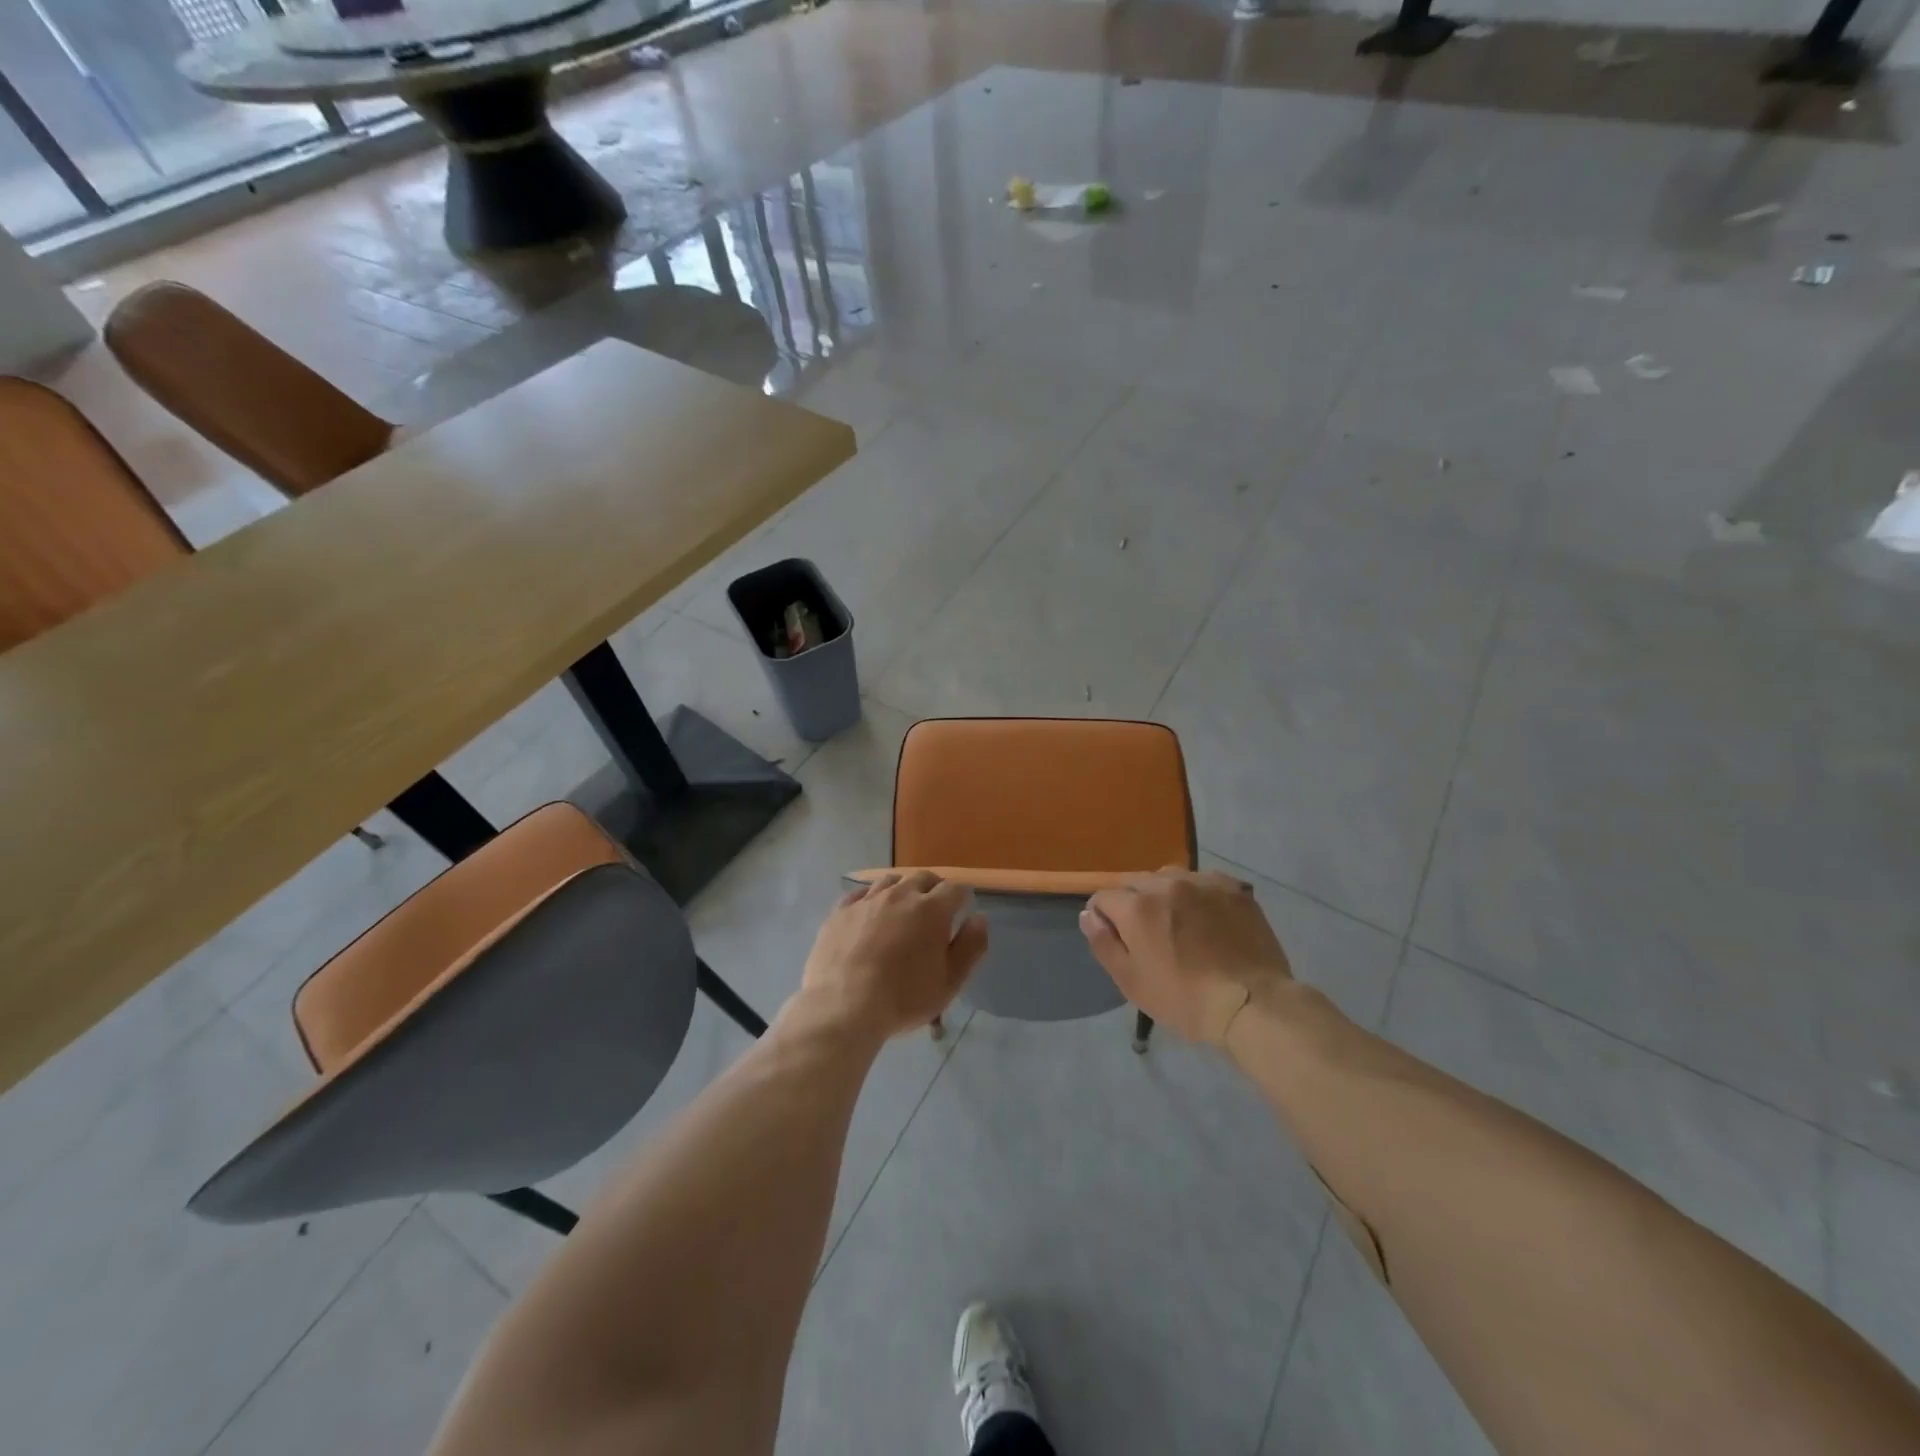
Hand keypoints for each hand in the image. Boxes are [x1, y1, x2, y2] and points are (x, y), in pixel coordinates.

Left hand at [796, 872, 987, 1042]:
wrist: (843, 1007)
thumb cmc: (903, 998)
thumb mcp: (950, 982)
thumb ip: (970, 947)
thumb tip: (979, 918)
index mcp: (931, 909)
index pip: (955, 889)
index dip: (961, 899)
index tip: (961, 912)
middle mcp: (900, 895)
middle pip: (923, 877)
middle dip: (934, 888)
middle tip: (934, 908)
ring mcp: (867, 900)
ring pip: (891, 881)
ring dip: (902, 889)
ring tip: (902, 908)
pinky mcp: (840, 911)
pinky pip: (860, 893)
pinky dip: (871, 898)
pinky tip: (870, 913)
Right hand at [1080, 868, 1291, 1042]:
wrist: (1253, 1003)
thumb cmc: (1185, 999)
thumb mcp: (1132, 981)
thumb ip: (1104, 943)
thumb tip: (1088, 915)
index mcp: (1137, 906)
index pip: (1103, 896)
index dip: (1103, 917)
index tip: (1115, 938)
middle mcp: (1167, 883)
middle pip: (1135, 882)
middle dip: (1132, 903)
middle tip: (1147, 935)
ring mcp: (1203, 882)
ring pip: (1169, 877)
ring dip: (1165, 894)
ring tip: (1178, 923)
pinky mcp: (1233, 888)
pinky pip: (1203, 881)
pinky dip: (1197, 894)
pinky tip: (1208, 919)